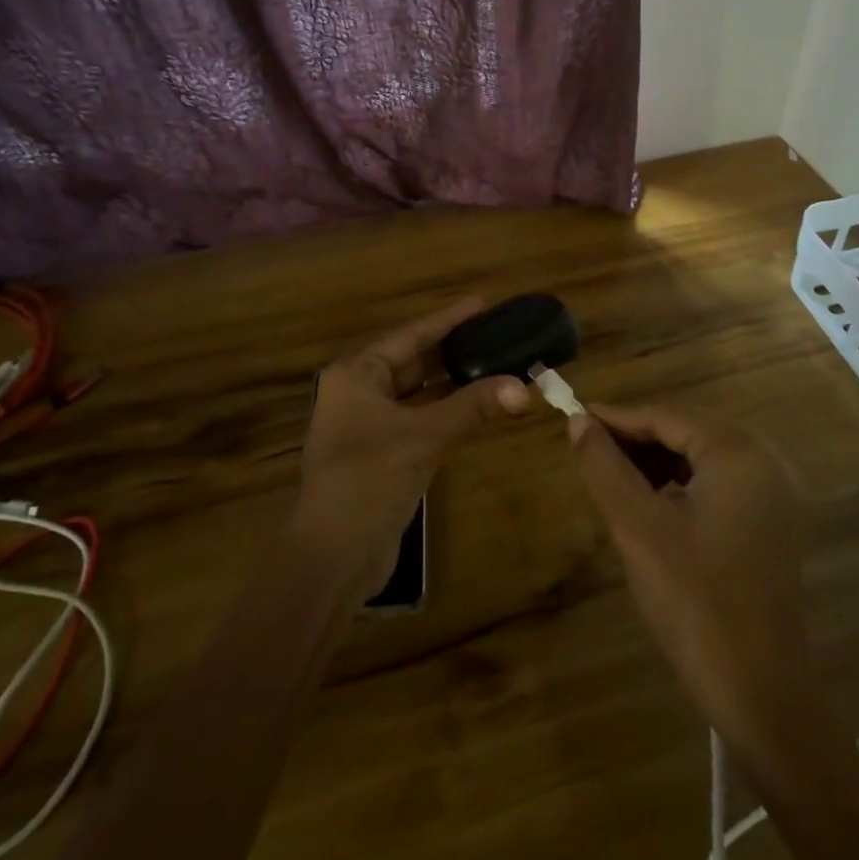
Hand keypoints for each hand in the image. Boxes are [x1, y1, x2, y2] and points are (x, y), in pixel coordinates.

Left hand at [293, 298, 530, 596]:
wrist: (333, 555)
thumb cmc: (368, 479)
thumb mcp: (423, 437)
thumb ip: (473, 407)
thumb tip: (525, 388)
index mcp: (356, 375)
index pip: (410, 337)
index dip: (447, 320)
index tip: (481, 303)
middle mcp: (359, 393)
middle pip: (414, 362)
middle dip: (454, 351)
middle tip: (496, 333)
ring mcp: (369, 425)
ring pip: (419, 394)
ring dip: (454, 384)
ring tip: (496, 363)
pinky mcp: (383, 454)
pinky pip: (421, 420)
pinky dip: (448, 412)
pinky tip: (478, 405)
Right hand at [569, 404, 808, 748]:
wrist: (760, 694)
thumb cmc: (694, 603)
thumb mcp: (637, 528)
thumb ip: (604, 466)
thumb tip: (578, 422)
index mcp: (739, 452)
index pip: (665, 415)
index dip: (616, 417)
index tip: (572, 418)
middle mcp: (767, 459)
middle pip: (686, 430)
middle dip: (635, 439)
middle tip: (588, 451)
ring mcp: (776, 492)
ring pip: (702, 455)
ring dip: (657, 460)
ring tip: (613, 477)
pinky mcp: (775, 521)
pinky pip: (719, 481)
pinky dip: (682, 483)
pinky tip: (653, 503)